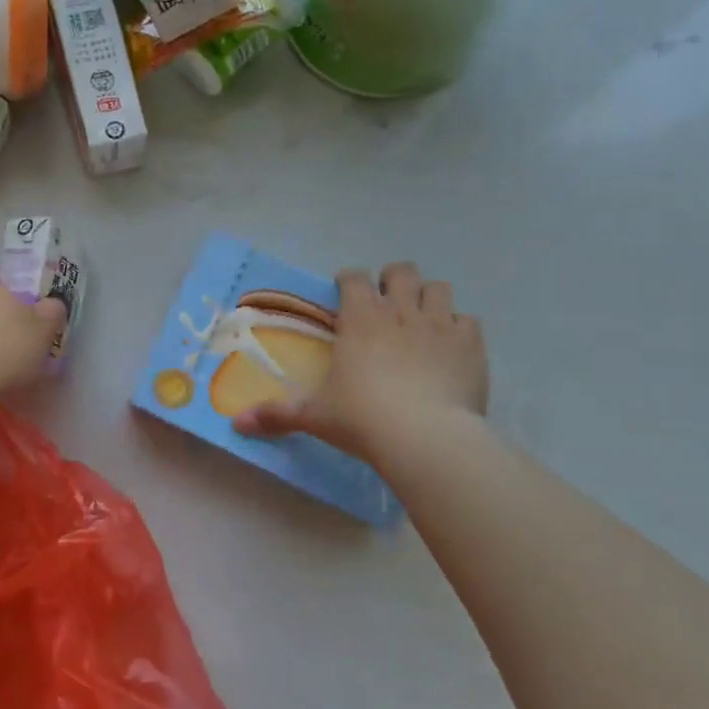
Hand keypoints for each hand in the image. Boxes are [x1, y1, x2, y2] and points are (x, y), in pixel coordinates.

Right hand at [235, 263, 488, 460]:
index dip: (349, 281)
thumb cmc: (362, 419)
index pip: (354, 278)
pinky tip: (451, 349)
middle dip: (393, 280)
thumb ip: (278, 414)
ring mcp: (440, 324)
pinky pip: (469, 321)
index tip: (345, 293)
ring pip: (439, 288)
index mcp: (360, 318)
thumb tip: (237, 423)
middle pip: (401, 271)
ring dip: (429, 298)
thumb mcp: (315, 415)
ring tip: (421, 320)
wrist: (426, 437)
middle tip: (386, 304)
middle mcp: (400, 310)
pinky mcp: (471, 345)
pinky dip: (459, 329)